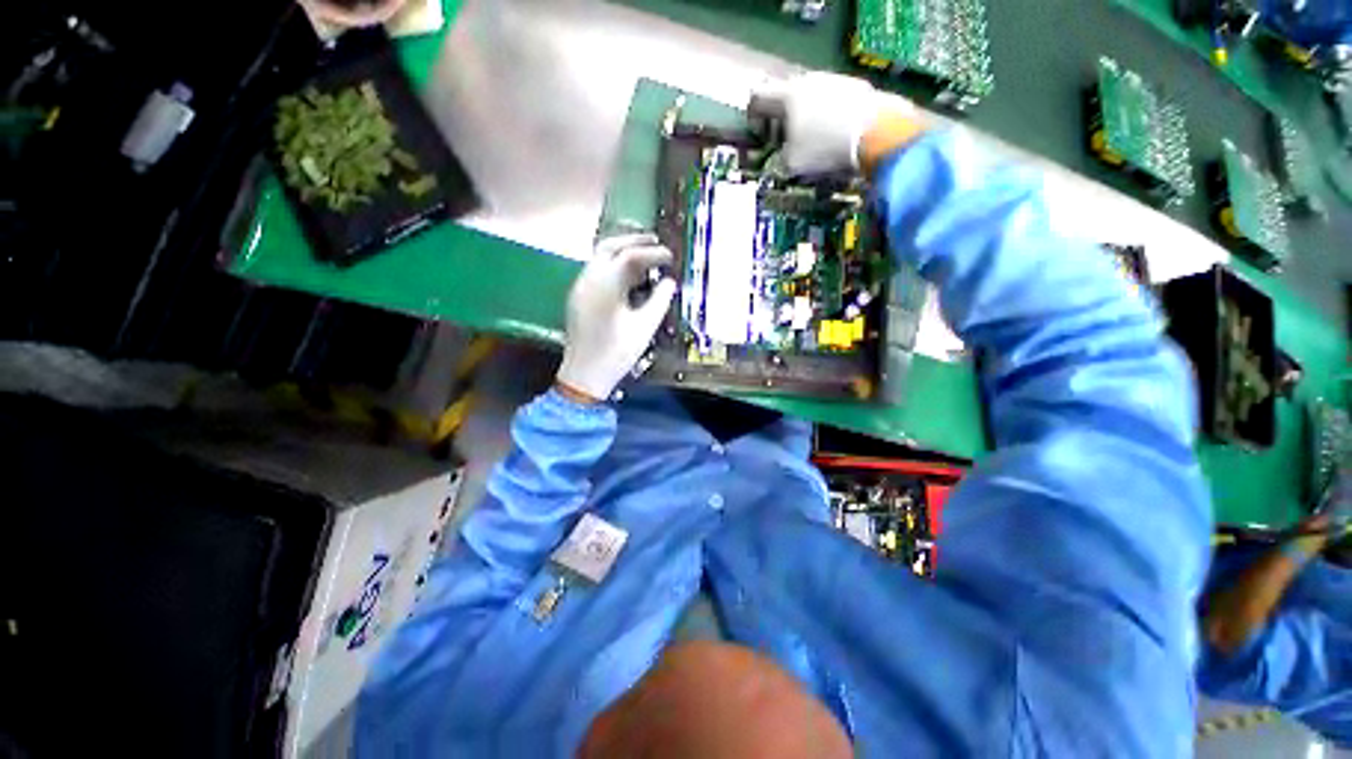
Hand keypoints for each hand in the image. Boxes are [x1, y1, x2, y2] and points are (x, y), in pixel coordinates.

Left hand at [556, 234, 676, 402]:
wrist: (584, 374)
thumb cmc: (616, 353)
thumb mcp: (644, 328)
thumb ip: (659, 301)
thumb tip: (669, 282)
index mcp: (606, 285)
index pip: (631, 256)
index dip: (653, 254)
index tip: (670, 257)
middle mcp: (589, 279)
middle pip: (610, 246)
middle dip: (633, 241)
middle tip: (655, 241)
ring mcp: (580, 287)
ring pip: (600, 256)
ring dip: (622, 251)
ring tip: (644, 256)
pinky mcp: (578, 296)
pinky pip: (596, 270)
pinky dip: (613, 265)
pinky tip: (628, 276)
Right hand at [750, 72, 920, 175]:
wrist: (878, 134)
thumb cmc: (825, 148)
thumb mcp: (791, 164)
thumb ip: (780, 158)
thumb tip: (783, 158)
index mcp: (786, 96)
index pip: (758, 98)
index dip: (753, 118)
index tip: (759, 137)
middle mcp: (809, 80)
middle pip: (785, 97)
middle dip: (781, 121)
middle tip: (785, 144)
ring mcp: (835, 80)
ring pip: (810, 99)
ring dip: (806, 119)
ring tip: (813, 144)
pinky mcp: (857, 88)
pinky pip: (833, 103)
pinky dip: (828, 118)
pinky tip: (836, 138)